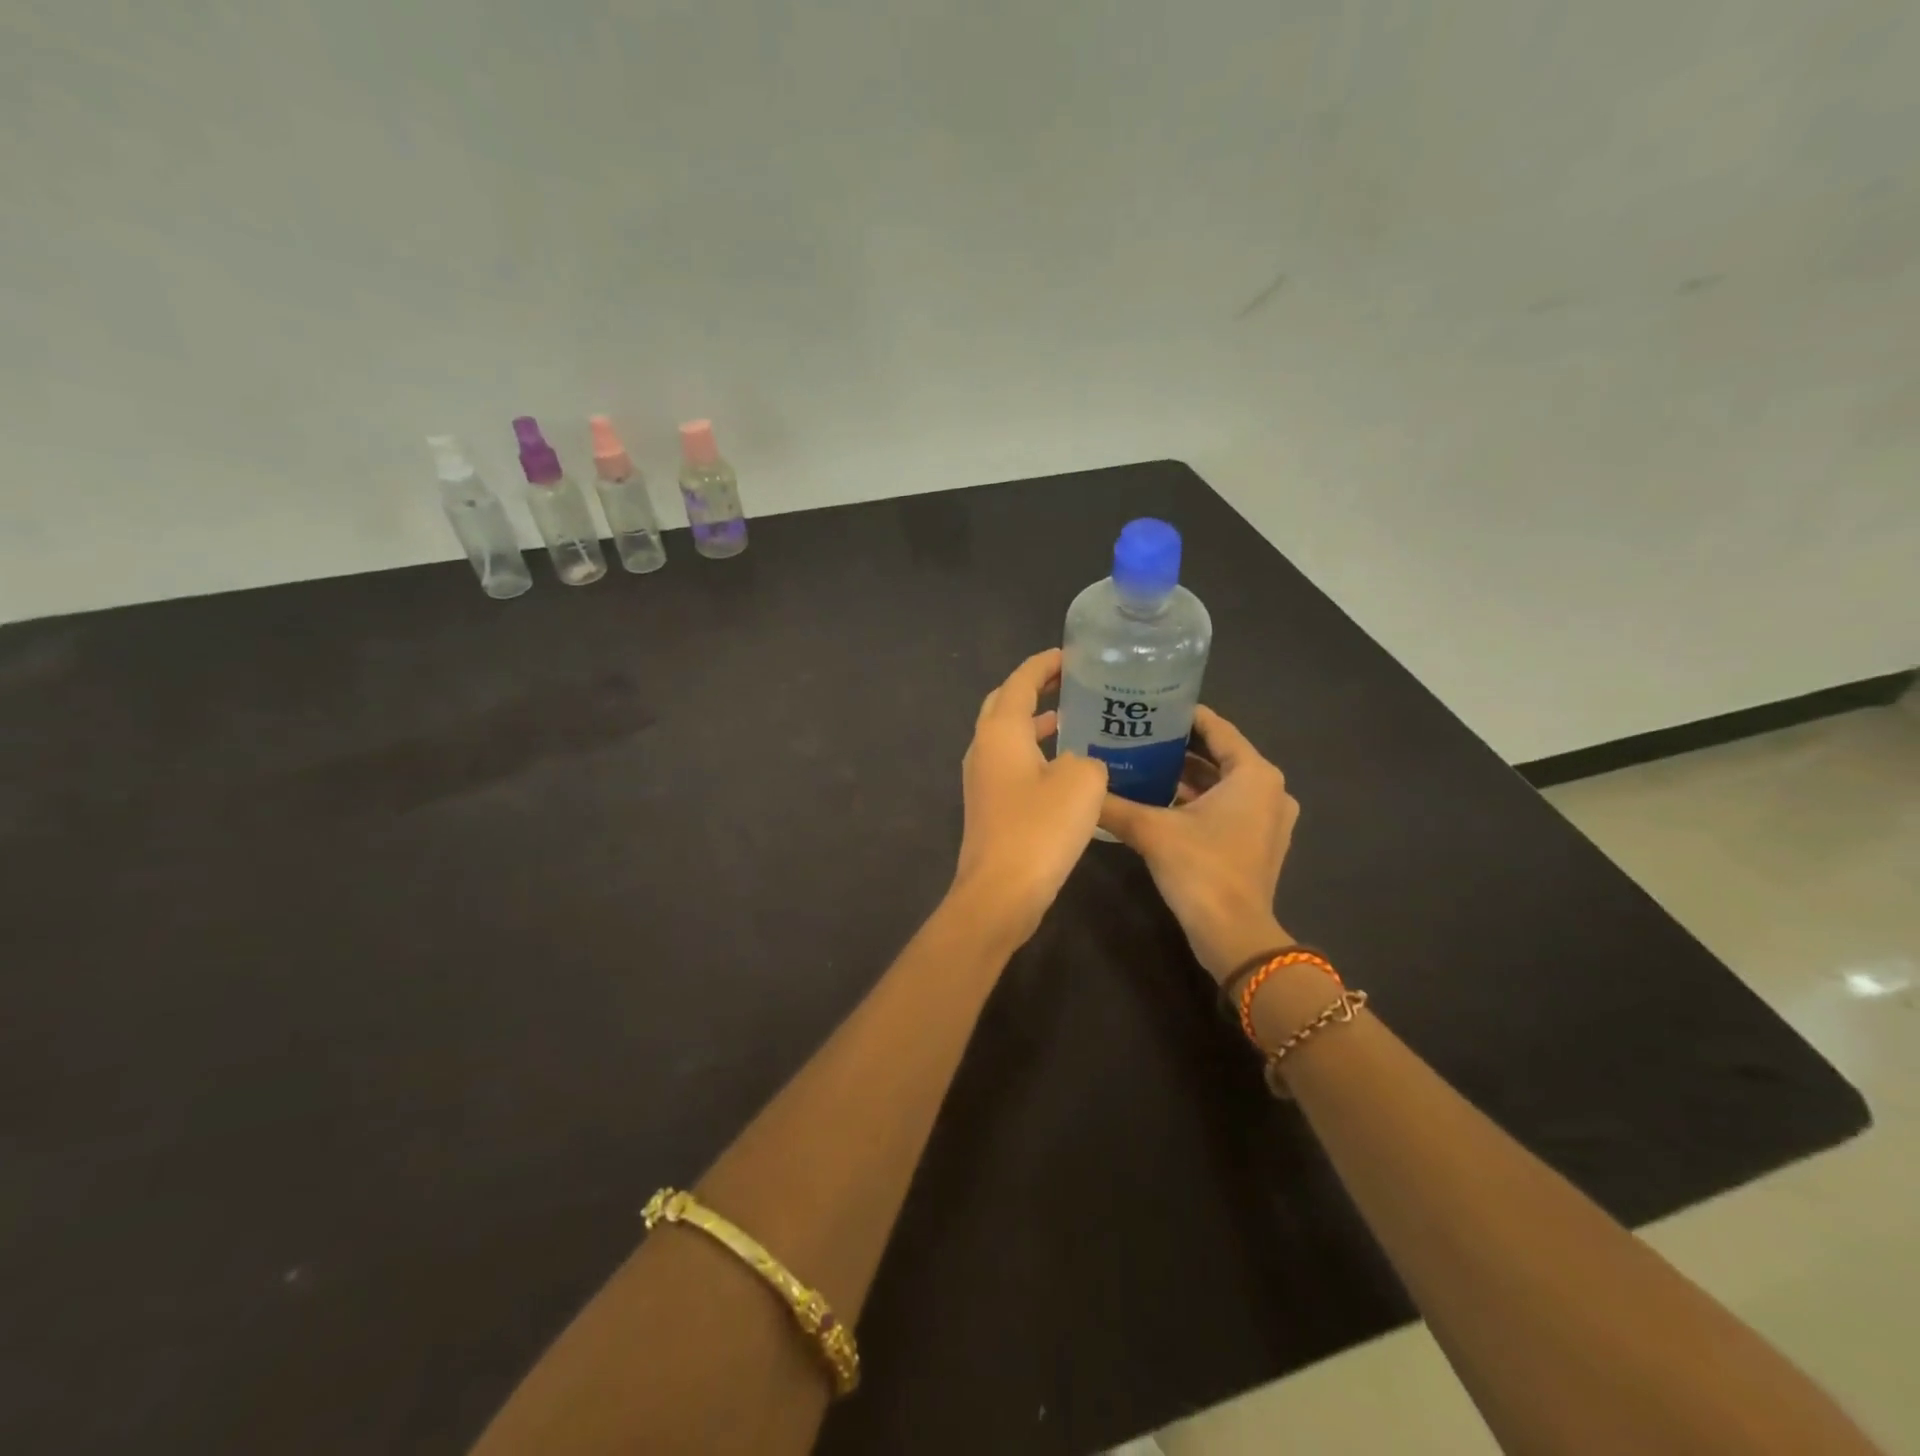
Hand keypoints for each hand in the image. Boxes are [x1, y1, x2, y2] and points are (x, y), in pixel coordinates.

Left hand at [952, 649, 1109, 941]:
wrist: (1001, 892)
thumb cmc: (1040, 829)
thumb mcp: (1082, 782)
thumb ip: (1088, 757)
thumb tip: (1079, 764)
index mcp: (1000, 730)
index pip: (1021, 681)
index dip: (1046, 664)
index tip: (1073, 654)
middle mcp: (983, 747)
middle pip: (1006, 703)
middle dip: (1036, 688)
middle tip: (1072, 681)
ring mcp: (981, 778)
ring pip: (1008, 735)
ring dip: (1037, 721)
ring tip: (1075, 717)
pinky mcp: (989, 805)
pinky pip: (1012, 763)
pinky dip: (1036, 752)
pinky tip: (1066, 766)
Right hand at [1097, 706, 1299, 980]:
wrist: (1233, 935)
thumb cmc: (1201, 870)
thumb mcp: (1150, 830)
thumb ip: (1113, 803)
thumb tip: (1080, 782)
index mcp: (1254, 774)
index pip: (1216, 728)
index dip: (1182, 715)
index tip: (1148, 705)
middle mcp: (1269, 789)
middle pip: (1219, 754)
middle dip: (1179, 745)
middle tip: (1136, 733)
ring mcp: (1268, 817)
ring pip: (1222, 782)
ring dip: (1186, 774)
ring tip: (1141, 761)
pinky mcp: (1258, 841)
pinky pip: (1226, 805)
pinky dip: (1198, 799)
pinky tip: (1158, 798)